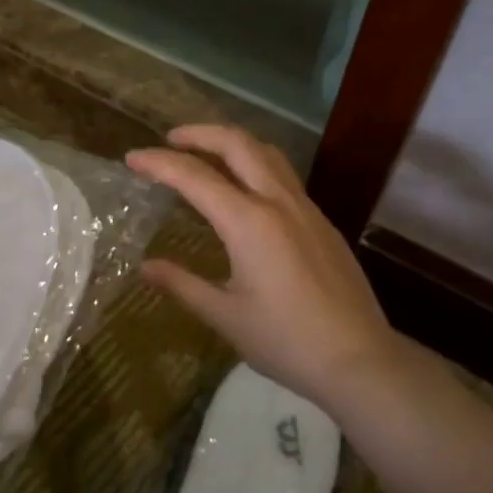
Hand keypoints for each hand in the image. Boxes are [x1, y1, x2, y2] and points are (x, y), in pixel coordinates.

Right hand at [128, 125, 398, 406]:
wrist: (359, 359)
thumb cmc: (285, 340)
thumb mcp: (225, 315)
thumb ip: (182, 284)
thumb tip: (145, 267)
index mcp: (248, 222)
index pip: (194, 177)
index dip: (159, 163)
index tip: (132, 158)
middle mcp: (278, 203)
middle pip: (238, 144)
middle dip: (200, 133)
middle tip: (171, 139)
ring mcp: (306, 209)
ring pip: (268, 154)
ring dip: (233, 143)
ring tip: (207, 153)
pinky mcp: (323, 223)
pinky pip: (284, 177)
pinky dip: (256, 166)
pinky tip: (245, 191)